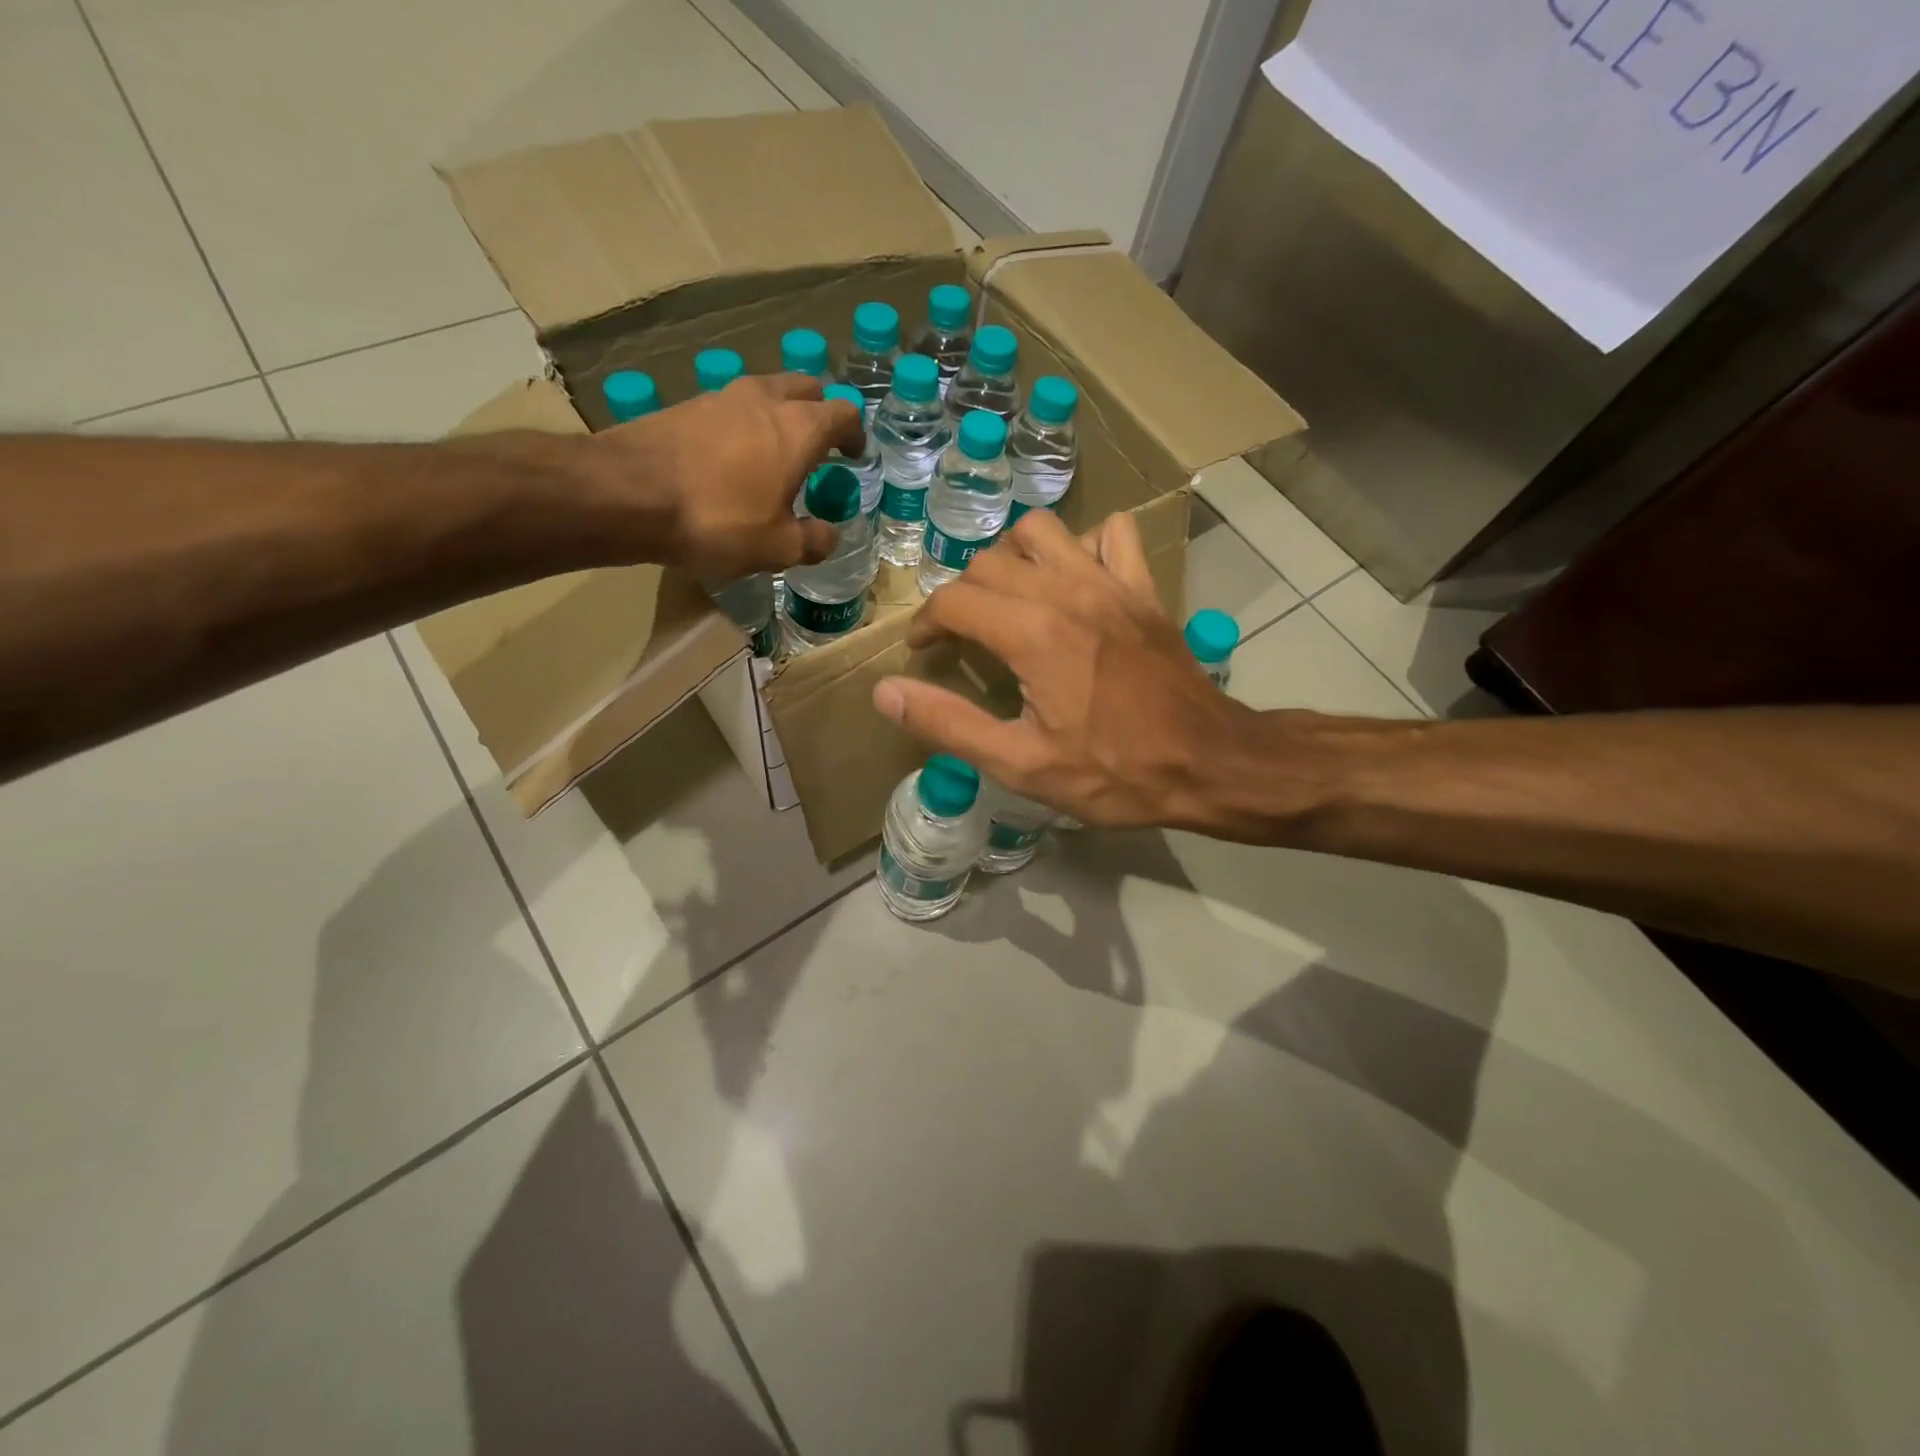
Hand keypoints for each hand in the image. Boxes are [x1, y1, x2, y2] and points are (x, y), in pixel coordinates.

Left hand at [587, 372, 863, 579]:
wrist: (628, 494)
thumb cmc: (717, 520)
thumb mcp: (777, 547)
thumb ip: (813, 541)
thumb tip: (829, 535)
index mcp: (799, 429)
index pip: (844, 413)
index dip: (855, 434)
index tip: (854, 456)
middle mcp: (765, 400)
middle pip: (806, 387)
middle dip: (819, 412)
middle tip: (818, 447)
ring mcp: (722, 396)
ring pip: (766, 392)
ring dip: (779, 415)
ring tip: (775, 453)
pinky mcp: (686, 405)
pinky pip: (731, 407)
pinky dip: (743, 425)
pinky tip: (732, 459)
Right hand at [871, 509, 1257, 830]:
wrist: (1207, 761)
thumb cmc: (1113, 772)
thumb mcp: (1020, 763)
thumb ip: (948, 723)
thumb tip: (886, 692)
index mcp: (1031, 633)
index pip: (953, 601)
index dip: (926, 624)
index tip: (924, 653)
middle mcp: (1066, 590)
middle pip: (989, 563)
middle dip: (961, 596)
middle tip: (960, 638)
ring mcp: (1110, 582)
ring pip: (1042, 530)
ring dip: (1013, 556)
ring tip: (1008, 598)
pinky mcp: (1142, 587)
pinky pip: (1110, 535)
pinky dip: (1083, 545)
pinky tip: (1075, 581)